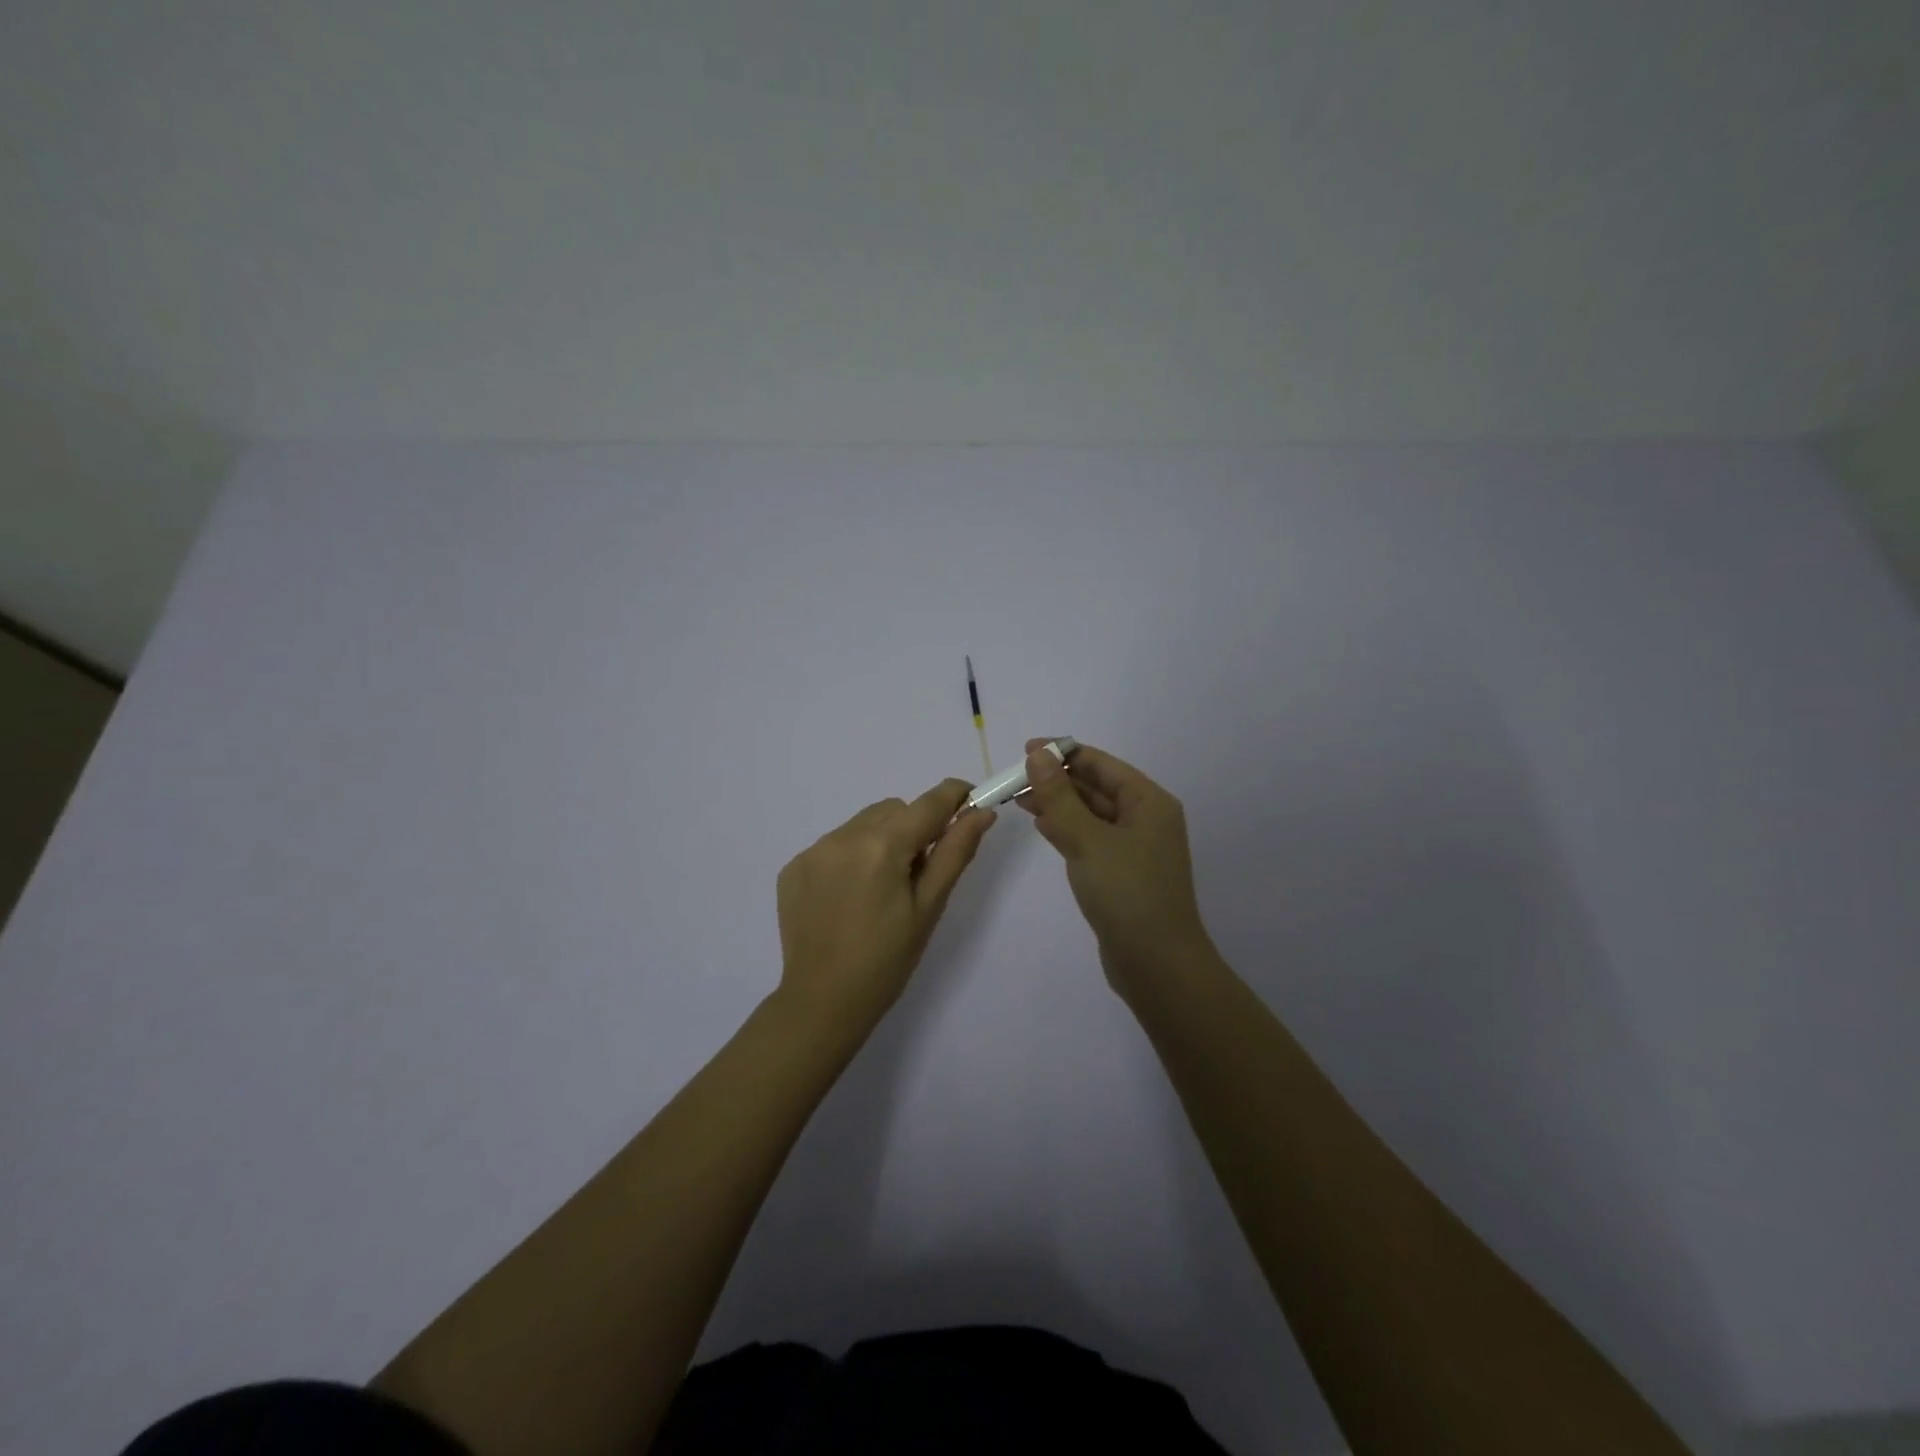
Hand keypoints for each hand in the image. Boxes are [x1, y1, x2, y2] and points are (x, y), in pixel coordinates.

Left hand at [777, 779, 996, 1027]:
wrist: (823, 1002)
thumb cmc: (888, 960)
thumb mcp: (929, 906)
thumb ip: (955, 852)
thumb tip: (982, 813)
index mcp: (882, 846)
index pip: (928, 803)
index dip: (955, 796)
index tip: (972, 801)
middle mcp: (843, 836)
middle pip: (894, 809)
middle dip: (914, 828)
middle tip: (919, 872)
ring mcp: (813, 850)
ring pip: (863, 823)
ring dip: (881, 839)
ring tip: (881, 888)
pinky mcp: (794, 867)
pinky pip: (834, 843)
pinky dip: (851, 857)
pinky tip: (850, 896)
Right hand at [1017, 738, 1212, 999]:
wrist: (1157, 965)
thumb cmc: (1127, 893)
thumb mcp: (1088, 839)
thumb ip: (1060, 796)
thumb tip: (1038, 755)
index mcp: (1149, 802)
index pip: (1101, 764)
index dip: (1063, 753)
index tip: (1025, 750)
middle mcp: (1145, 819)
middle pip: (1096, 786)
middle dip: (1057, 779)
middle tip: (1014, 777)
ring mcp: (1134, 848)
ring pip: (1090, 814)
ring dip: (1058, 803)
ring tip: (1019, 798)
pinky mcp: (1121, 873)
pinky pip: (1090, 838)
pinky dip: (1066, 829)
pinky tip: (1041, 825)